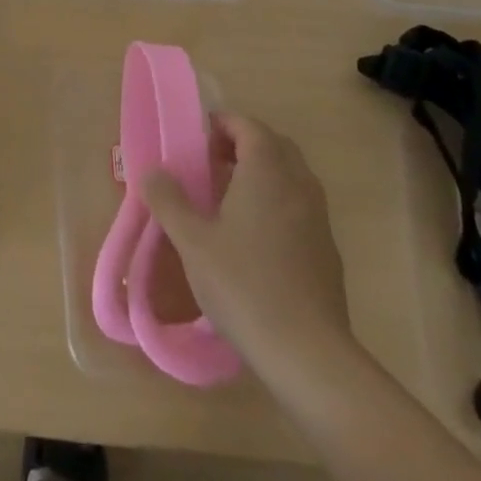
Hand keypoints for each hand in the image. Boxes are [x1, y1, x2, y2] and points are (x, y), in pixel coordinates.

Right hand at [141, 114, 351, 371]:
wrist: (309, 356)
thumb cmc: (245, 287)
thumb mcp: (193, 242)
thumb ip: (168, 201)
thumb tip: (152, 172)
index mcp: (267, 172)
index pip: (248, 126)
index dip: (221, 125)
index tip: (194, 141)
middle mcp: (298, 184)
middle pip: (273, 145)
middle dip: (241, 145)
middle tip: (209, 164)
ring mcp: (318, 218)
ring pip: (290, 175)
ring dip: (261, 173)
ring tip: (227, 198)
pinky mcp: (327, 250)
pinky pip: (300, 205)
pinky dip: (276, 202)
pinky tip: (253, 237)